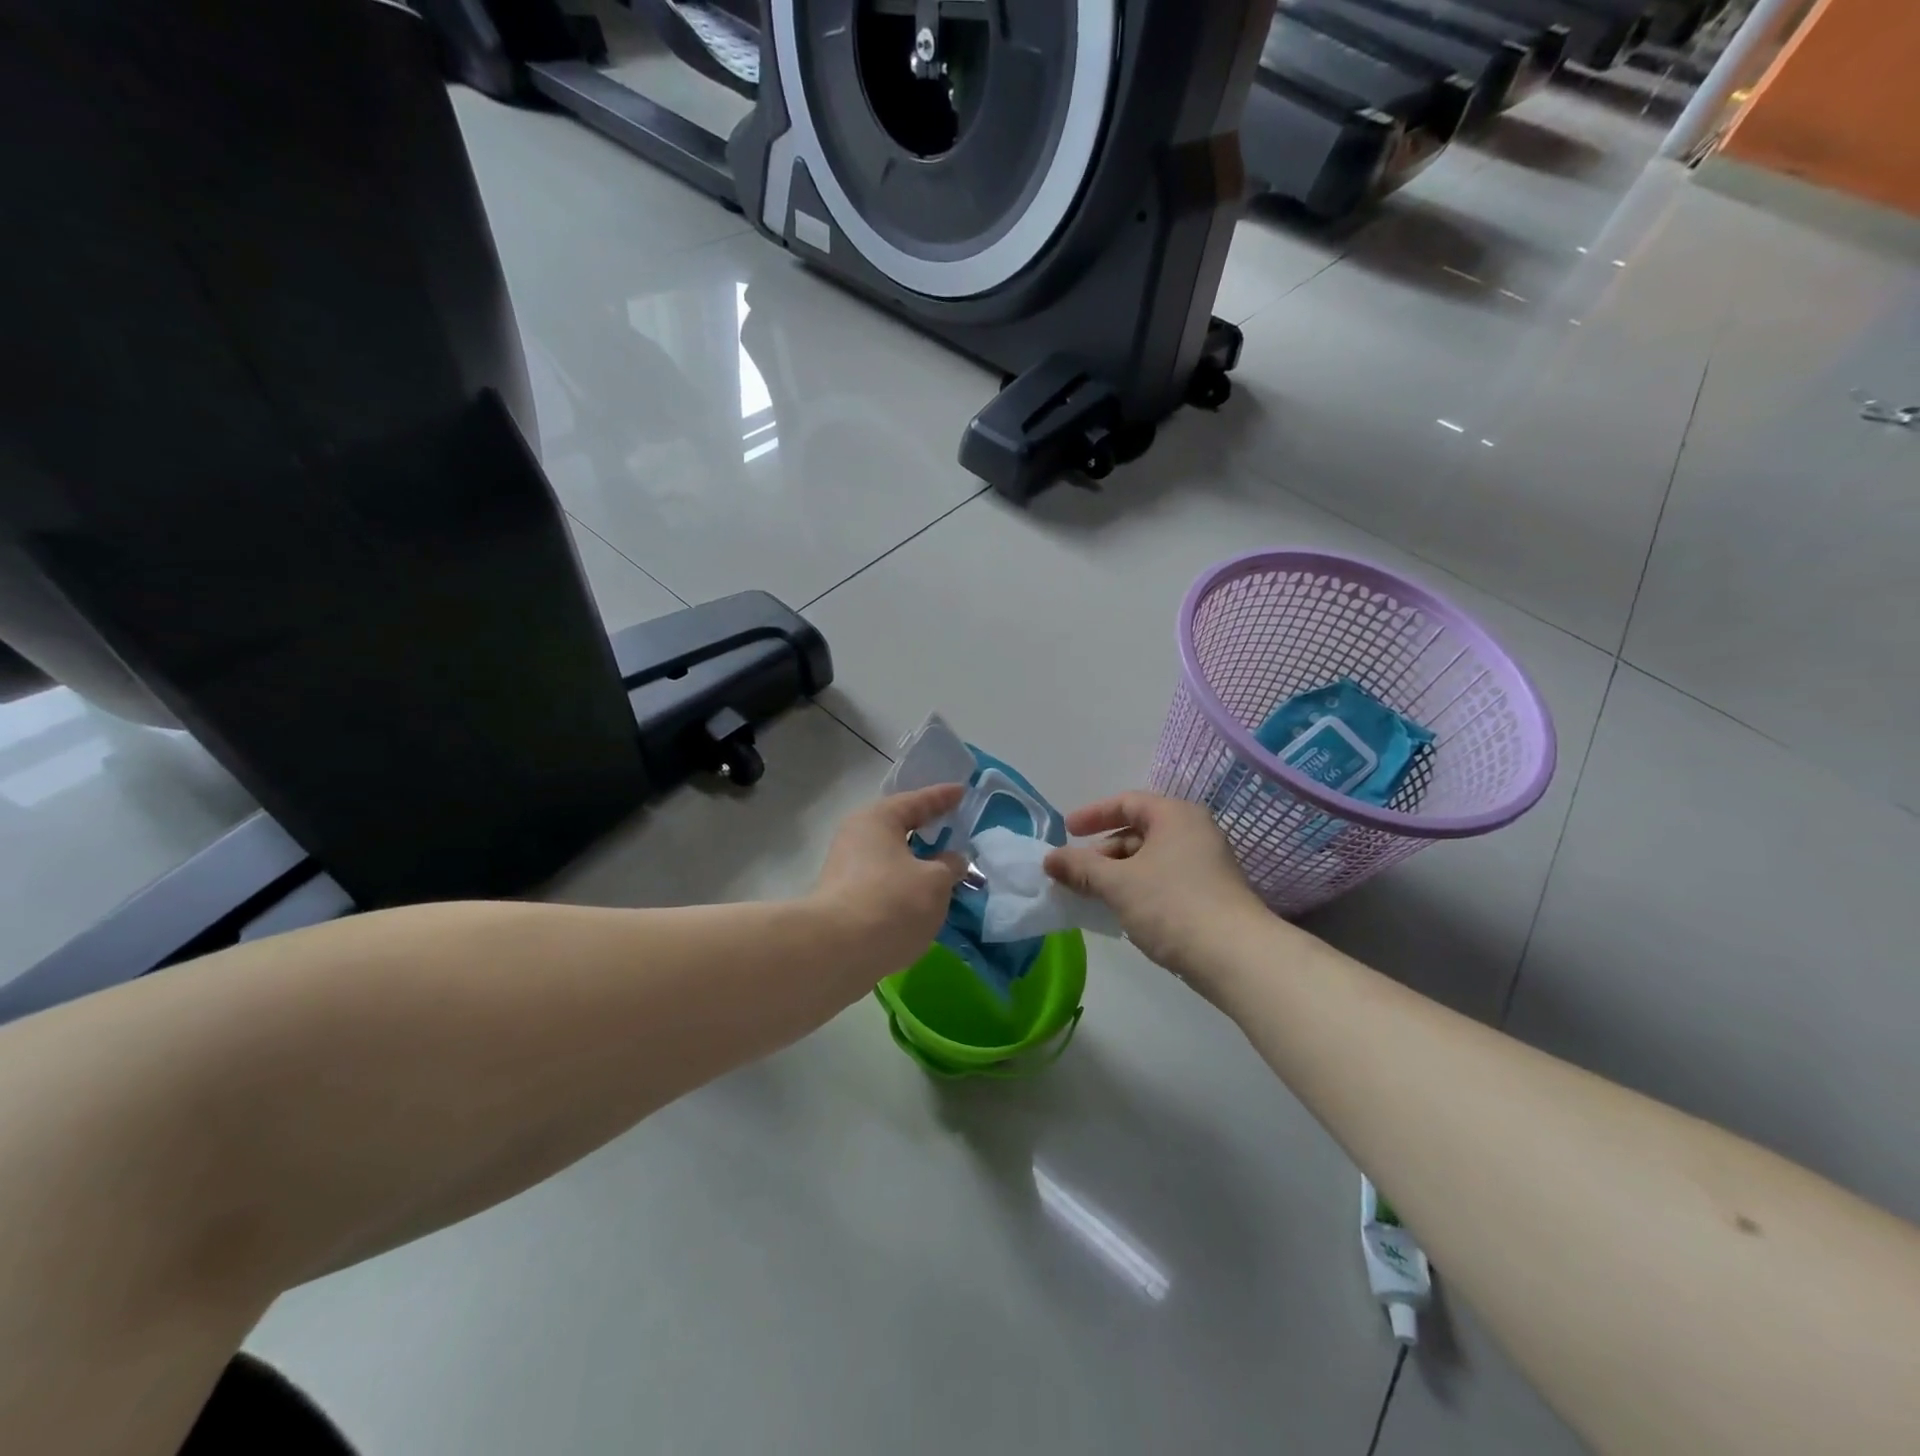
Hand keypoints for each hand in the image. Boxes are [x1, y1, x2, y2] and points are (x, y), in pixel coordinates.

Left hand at [810, 785, 967, 987]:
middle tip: (954, 827)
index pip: (916, 801)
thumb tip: (953, 860)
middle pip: (898, 828)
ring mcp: (846, 870)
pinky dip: (904, 885)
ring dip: (916, 863)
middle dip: (927, 831)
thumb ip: (949, 866)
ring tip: (945, 869)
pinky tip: (923, 898)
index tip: (962, 791)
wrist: (837, 952)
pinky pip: (883, 882)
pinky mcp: (844, 901)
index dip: (942, 797)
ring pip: (890, 858)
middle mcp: (856, 838)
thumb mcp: (935, 882)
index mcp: (878, 820)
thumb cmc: (892, 903)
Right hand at [1045, 793, 1271, 989]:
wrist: (1237, 957)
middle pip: (1138, 831)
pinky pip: (1164, 879)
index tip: (1066, 830)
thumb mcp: (1118, 884)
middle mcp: (1194, 831)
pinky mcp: (1211, 893)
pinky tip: (1122, 910)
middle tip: (1076, 872)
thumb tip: (1050, 859)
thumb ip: (1080, 867)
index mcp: (1175, 815)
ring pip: (1151, 858)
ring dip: (1118, 872)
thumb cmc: (1173, 906)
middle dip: (1103, 850)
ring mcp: (1207, 863)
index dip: (1093, 815)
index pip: (1127, 802)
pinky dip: (1138, 887)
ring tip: (1093, 895)